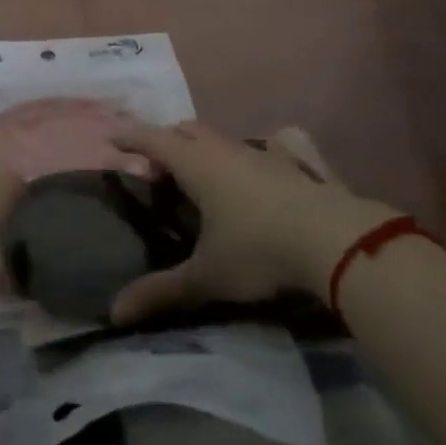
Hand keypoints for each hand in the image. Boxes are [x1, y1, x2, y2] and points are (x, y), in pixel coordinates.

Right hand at [108, 121, 400, 323]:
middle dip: (167, 142)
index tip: (111, 139)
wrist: (335, 240)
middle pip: (186, 130)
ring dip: (204, 150)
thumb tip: (115, 313)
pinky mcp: (293, 164)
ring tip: (201, 179)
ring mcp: (262, 153)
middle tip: (156, 170)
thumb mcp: (207, 276)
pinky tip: (255, 177)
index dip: (129, 137)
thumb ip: (162, 291)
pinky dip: (246, 157)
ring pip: (222, 139)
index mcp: (196, 165)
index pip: (152, 139)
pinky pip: (262, 148)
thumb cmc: (258, 250)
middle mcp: (224, 150)